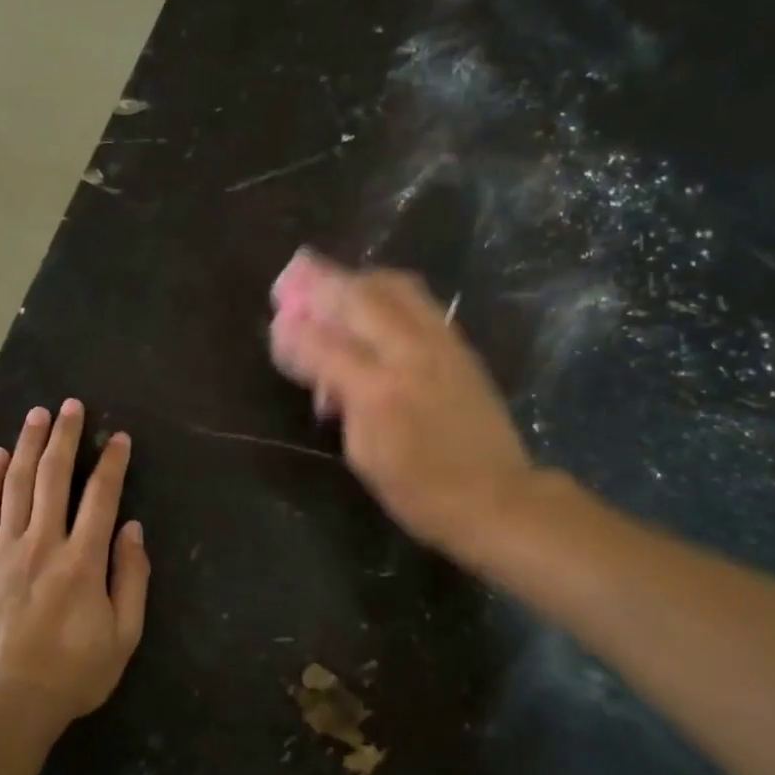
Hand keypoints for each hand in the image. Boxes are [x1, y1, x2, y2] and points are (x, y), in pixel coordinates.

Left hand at [0, 401, 150, 727]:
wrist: (7, 705)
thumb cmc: (73, 673)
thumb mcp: (124, 635)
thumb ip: (132, 577)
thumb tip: (132, 528)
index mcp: (82, 560)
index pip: (101, 496)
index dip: (111, 462)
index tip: (118, 437)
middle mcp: (42, 543)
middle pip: (53, 477)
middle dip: (64, 436)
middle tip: (70, 405)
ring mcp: (3, 551)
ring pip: (15, 485)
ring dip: (26, 445)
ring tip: (35, 414)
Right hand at [269, 250, 536, 565]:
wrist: (498, 497)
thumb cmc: (419, 490)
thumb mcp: (364, 455)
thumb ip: (338, 400)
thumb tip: (315, 368)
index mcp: (377, 391)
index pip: (323, 344)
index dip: (294, 331)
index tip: (276, 322)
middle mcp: (409, 354)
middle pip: (358, 298)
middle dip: (321, 284)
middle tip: (295, 277)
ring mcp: (440, 343)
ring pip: (394, 286)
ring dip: (356, 279)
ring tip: (334, 283)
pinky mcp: (460, 344)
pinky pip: (418, 300)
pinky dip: (387, 291)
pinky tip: (374, 300)